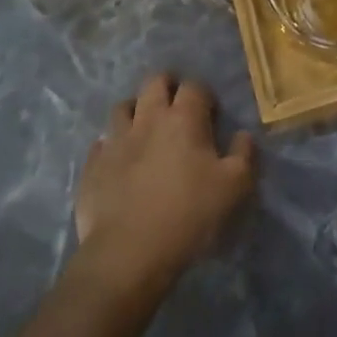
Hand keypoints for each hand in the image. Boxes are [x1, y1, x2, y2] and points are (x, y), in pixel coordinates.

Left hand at [74, 75, 256, 297]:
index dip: (204, 94)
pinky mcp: (93, 165)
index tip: (210, 113)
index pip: (194, 86)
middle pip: (154, 82)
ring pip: (122, 107)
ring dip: (136, 110)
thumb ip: (243, 154)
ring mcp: (115, 140)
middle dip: (167, 86)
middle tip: (176, 106)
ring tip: (145, 128)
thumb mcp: (234, 187)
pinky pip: (101, 143)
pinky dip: (112, 145)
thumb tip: (242, 135)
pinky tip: (119, 160)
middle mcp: (147, 119)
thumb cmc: (189, 215)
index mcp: (184, 119)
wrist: (129, 254)